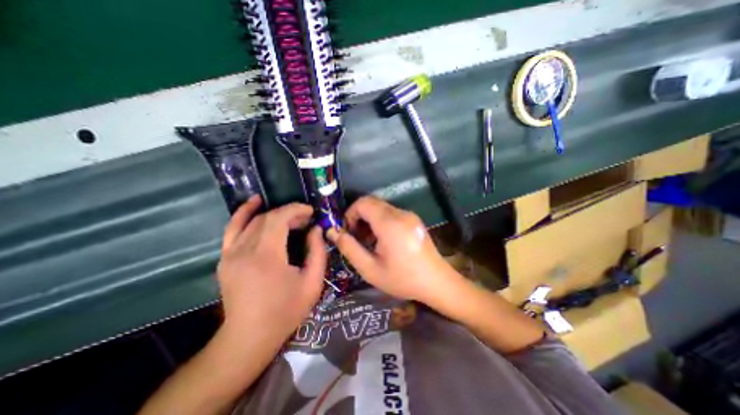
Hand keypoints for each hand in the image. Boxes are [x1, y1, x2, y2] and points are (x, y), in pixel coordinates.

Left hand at [218, 196, 325, 341]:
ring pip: (251, 221)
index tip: (311, 212)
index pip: (278, 220)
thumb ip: (318, 252)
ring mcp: (230, 254)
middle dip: (289, 213)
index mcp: (266, 257)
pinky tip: (254, 203)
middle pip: (266, 218)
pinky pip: (232, 229)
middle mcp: (244, 251)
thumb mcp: (312, 283)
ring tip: (289, 212)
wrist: (249, 338)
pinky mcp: (225, 258)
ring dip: (272, 212)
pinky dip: (243, 213)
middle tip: (306, 219)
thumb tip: (316, 229)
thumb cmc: (286, 311)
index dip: (296, 210)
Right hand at [326, 196, 460, 303]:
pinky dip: (380, 221)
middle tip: (356, 238)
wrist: (437, 282)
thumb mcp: (370, 269)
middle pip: (372, 203)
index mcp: (390, 224)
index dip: (350, 213)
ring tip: (368, 241)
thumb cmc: (402, 279)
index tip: (347, 231)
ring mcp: (409, 215)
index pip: (363, 203)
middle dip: (358, 217)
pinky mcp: (413, 219)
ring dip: (369, 220)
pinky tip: (382, 240)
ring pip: (381, 207)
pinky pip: (391, 213)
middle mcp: (400, 214)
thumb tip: (332, 231)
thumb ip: (349, 248)